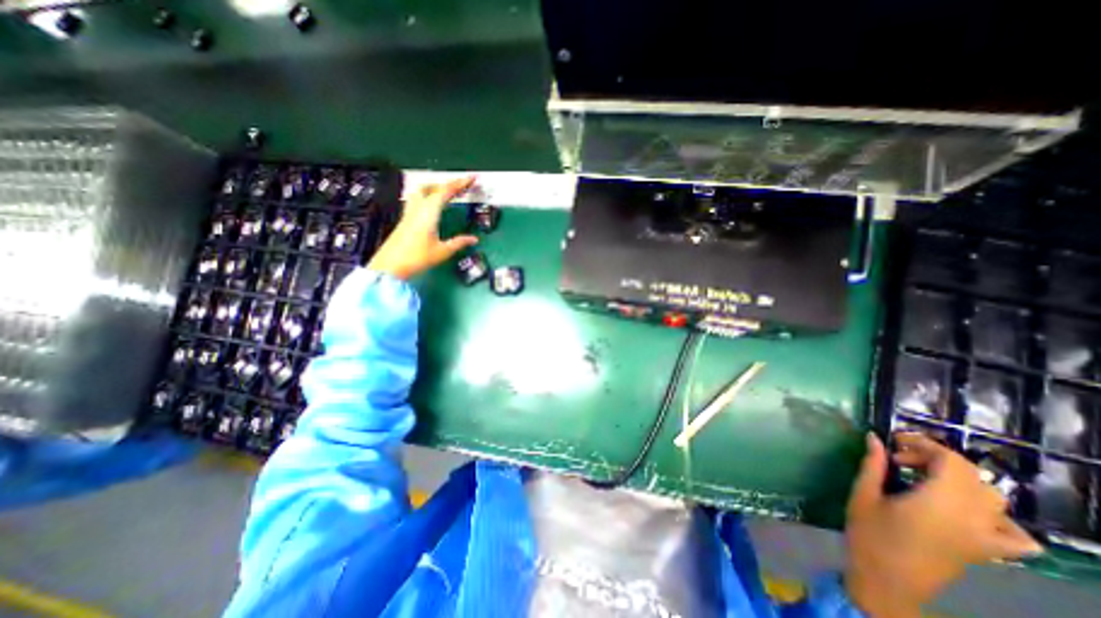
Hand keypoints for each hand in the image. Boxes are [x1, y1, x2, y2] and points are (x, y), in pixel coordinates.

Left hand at [366, 176, 481, 279]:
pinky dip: (429, 196)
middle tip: (462, 186)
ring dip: (436, 187)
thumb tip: (474, 239)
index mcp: (429, 212)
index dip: (460, 183)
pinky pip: (418, 200)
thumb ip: (458, 243)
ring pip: (422, 191)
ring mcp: (410, 212)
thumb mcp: (442, 251)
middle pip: (433, 187)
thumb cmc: (417, 258)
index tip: (472, 178)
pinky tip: (433, 205)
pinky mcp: (406, 219)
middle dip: (449, 184)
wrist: (390, 266)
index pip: (446, 191)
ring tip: (448, 192)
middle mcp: (418, 208)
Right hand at [845, 433, 1042, 614]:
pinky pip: (1014, 535)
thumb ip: (873, 464)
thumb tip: (875, 438)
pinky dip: (999, 518)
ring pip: (993, 498)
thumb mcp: (863, 494)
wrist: (887, 580)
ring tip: (927, 478)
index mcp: (939, 503)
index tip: (895, 442)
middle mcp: (971, 519)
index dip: (924, 444)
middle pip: (971, 475)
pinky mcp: (987, 552)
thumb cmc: (869, 533)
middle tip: (900, 458)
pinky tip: (969, 512)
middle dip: (935, 457)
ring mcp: (985, 538)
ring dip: (961, 480)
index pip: (951, 461)